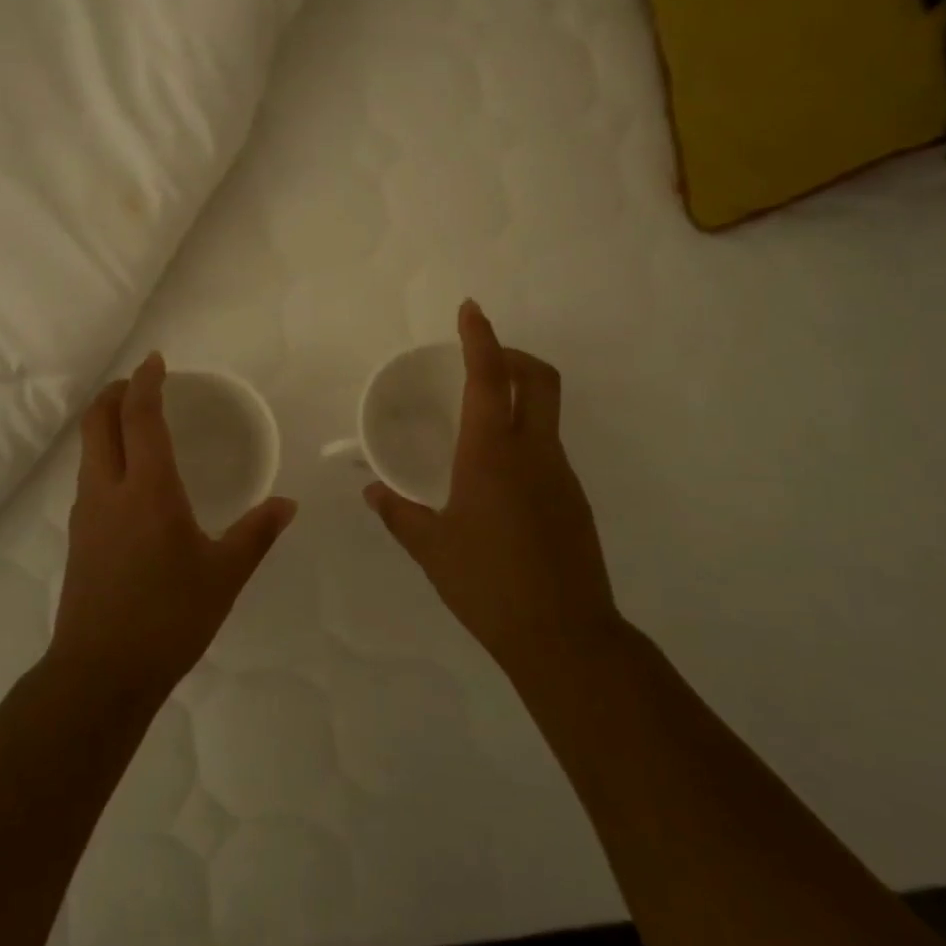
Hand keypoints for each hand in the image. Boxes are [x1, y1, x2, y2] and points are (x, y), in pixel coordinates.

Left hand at [52, 353, 297, 694]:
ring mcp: (86, 513)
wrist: (101, 672)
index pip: (140, 416)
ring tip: (136, 421)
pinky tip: (129, 477)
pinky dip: (104, 453)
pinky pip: (88, 475)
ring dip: (106, 422)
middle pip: (97, 421)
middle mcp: (109, 490)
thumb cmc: (169, 618)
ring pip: (88, 448)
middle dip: (116, 392)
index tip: (157, 361)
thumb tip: (287, 504)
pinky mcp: (78, 536)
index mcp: (148, 490)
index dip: (146, 382)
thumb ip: (256, 533)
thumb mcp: (223, 576)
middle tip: (142, 383)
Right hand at [366, 301, 619, 670]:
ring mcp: (560, 474)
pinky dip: (524, 437)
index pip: (489, 378)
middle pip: (538, 378)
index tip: (470, 310)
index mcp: (492, 454)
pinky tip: (496, 476)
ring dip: (519, 396)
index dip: (480, 338)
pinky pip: (548, 449)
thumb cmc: (487, 583)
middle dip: (512, 355)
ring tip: (479, 422)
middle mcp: (533, 452)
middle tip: (481, 359)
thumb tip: (372, 493)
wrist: (563, 635)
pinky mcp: (573, 499)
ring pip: (546, 413)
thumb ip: (399, 513)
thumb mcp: (431, 548)